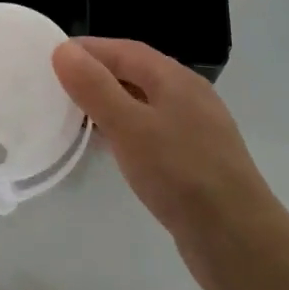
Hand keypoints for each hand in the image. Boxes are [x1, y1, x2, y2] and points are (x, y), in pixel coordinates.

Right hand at [52, 37, 279, 289]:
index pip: (125, 50)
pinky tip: (109, 149)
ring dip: (109, 104)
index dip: (88, 49)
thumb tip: (63, 50)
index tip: (50, 57)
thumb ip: (95, 88)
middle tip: (55, 85)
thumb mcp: (130, 127)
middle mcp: (188, 97)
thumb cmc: (181, 174)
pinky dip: (124, 131)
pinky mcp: (194, 161)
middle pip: (135, 73)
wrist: (237, 240)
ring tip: (73, 115)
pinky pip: (151, 132)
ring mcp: (194, 130)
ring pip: (143, 104)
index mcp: (175, 79)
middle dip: (97, 75)